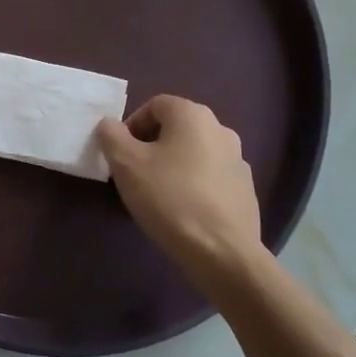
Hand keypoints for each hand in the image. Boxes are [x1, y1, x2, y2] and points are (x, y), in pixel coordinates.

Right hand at [98, 96, 263, 290]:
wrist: (222, 252)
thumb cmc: (169, 198)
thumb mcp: (125, 164)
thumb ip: (111, 135)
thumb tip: (110, 125)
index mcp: (193, 115)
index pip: (155, 105)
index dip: (132, 125)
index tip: (121, 154)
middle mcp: (220, 129)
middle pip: (176, 128)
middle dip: (151, 146)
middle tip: (135, 174)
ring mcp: (238, 160)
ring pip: (194, 153)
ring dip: (173, 166)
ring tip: (158, 196)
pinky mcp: (245, 190)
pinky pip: (211, 178)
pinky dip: (194, 186)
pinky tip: (183, 212)